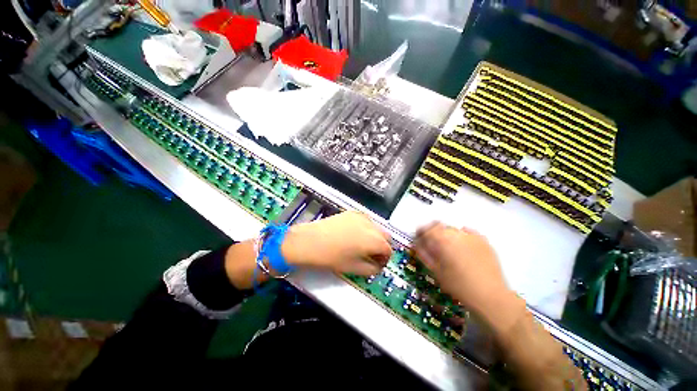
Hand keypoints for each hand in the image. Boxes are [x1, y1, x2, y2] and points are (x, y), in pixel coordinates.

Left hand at [282, 211, 391, 275]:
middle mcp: (371, 225)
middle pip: (386, 236)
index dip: (384, 259)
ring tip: (362, 245)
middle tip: (371, 255)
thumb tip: (377, 266)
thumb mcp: (354, 268)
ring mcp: (361, 216)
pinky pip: (365, 220)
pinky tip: (354, 234)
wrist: (309, 241)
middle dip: (382, 246)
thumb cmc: (332, 257)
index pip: (388, 250)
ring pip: (376, 227)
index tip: (377, 265)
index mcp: (374, 240)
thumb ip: (372, 269)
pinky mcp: (351, 212)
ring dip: (375, 236)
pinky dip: (366, 228)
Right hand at [414, 222, 510, 315]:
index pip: (427, 229)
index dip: (421, 232)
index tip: (419, 238)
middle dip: (434, 234)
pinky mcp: (483, 241)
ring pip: (453, 230)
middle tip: (434, 245)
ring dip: (447, 236)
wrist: (490, 296)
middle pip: (439, 227)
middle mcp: (456, 234)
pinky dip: (462, 236)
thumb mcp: (436, 271)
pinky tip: (463, 246)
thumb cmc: (458, 286)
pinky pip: (468, 233)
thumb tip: (417, 244)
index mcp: (442, 241)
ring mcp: (471, 236)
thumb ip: (424, 254)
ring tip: (450, 249)